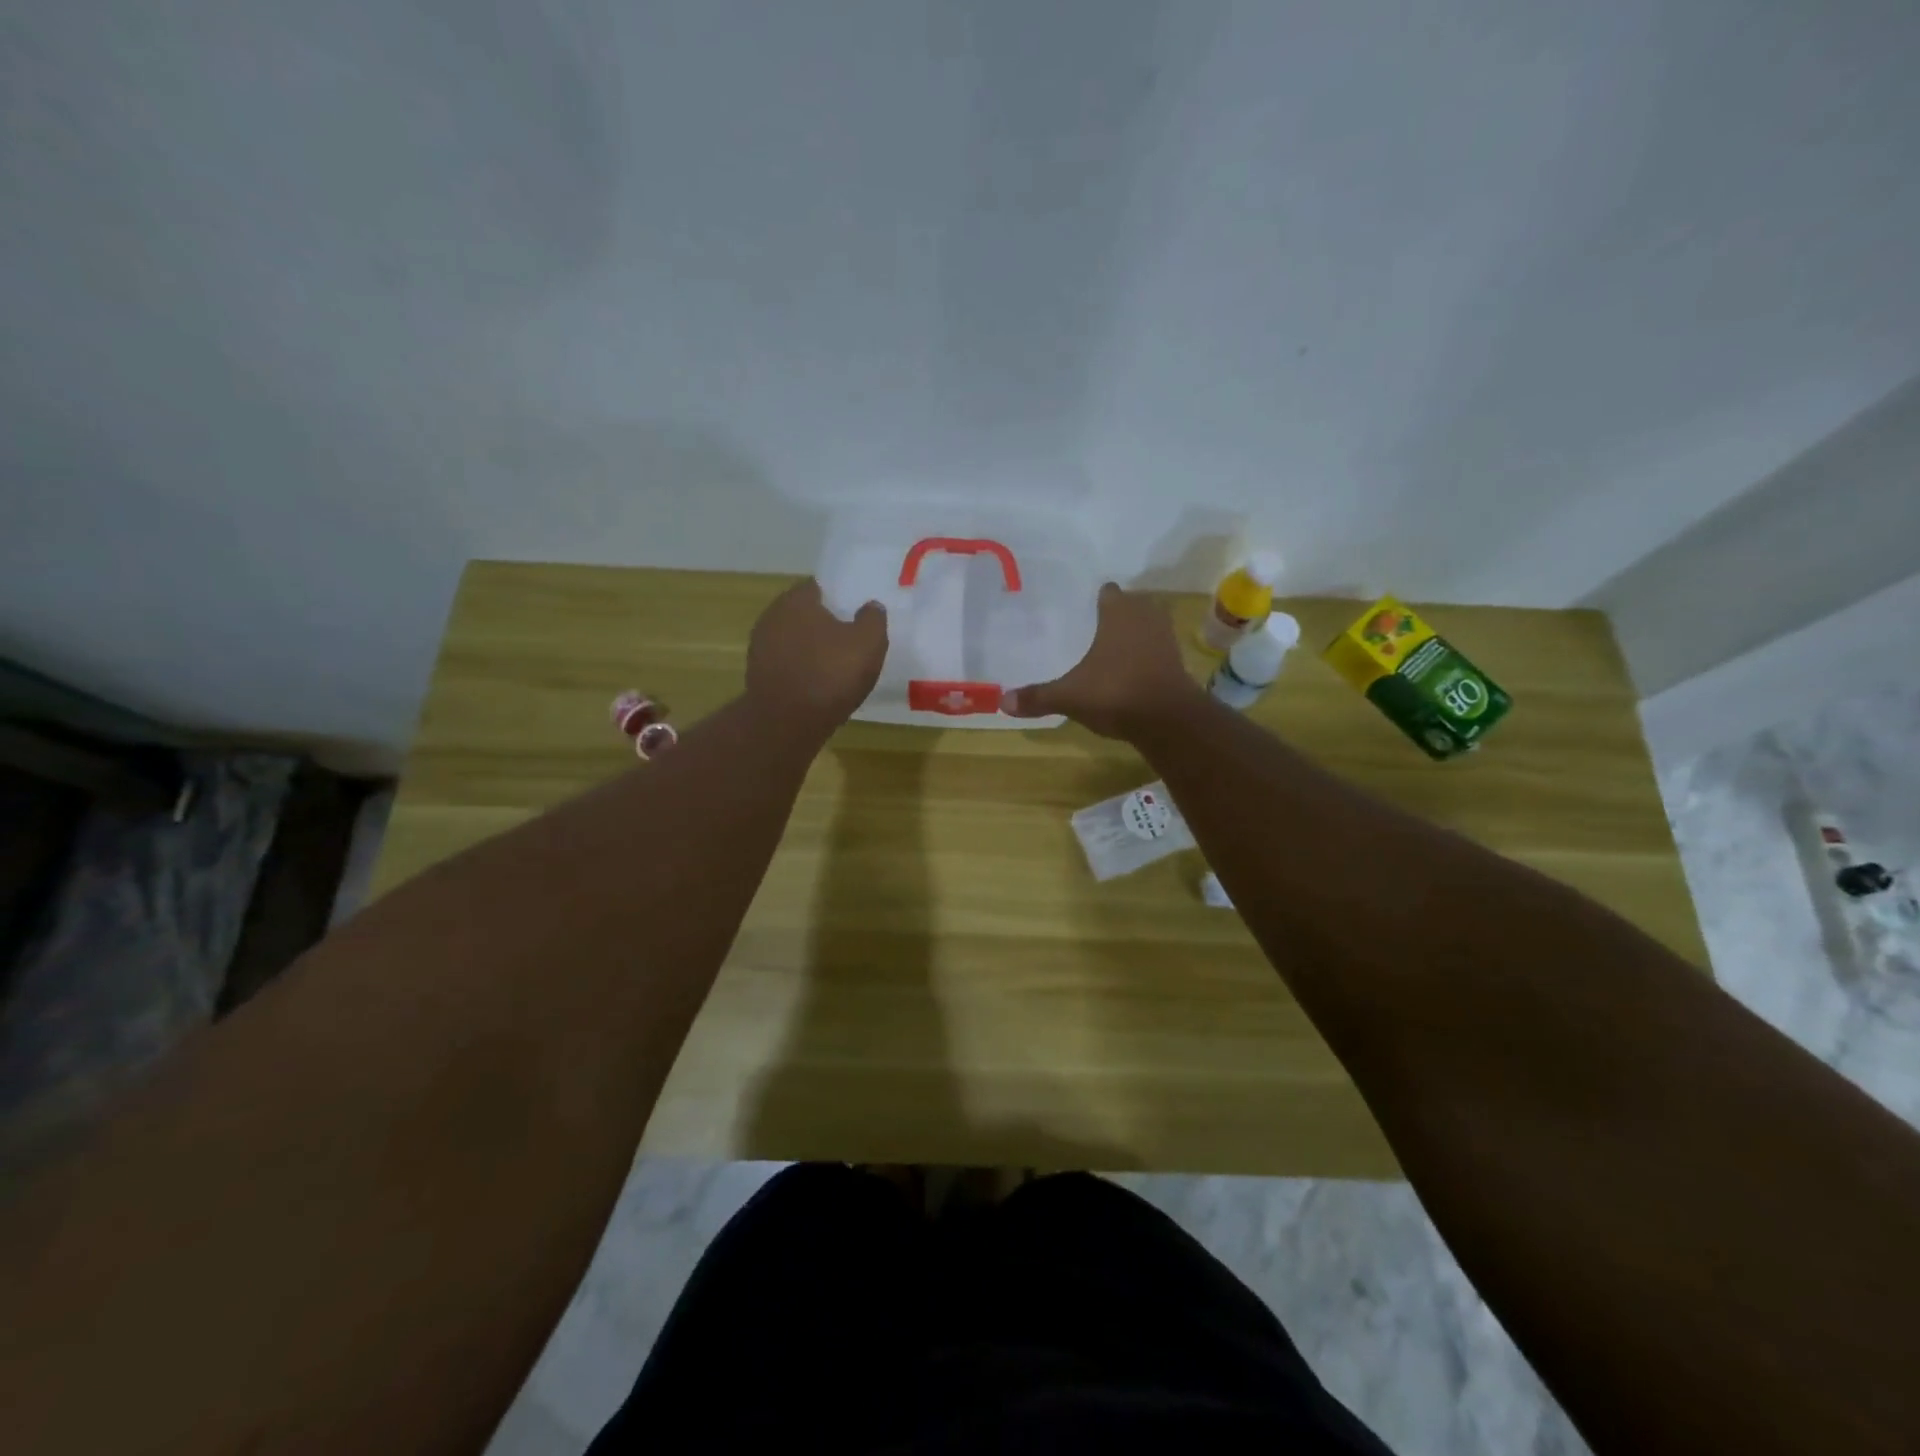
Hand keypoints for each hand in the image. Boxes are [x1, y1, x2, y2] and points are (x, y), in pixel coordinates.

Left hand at [746, 579, 887, 732]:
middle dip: (824, 624)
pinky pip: (787, 665)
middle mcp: (772, 616)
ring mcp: (760, 647)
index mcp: (797, 600)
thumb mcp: (868, 642)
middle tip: (850, 640)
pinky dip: (802, 670)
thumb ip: (873, 618)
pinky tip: (818, 686)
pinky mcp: (758, 675)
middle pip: (804, 614)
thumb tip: (870, 606)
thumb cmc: (831, 674)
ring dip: (812, 650)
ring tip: (836, 667)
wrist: (787, 722)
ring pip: (794, 640)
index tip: (856, 613)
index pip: (820, 588)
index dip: (840, 599)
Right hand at [1001, 583, 1201, 739]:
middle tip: (1095, 627)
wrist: (1168, 719)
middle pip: (1133, 605)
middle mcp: (1145, 617)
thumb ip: (1038, 697)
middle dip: (1118, 614)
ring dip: (1136, 634)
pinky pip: (1159, 650)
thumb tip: (1002, 702)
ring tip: (1113, 648)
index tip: (1084, 607)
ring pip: (1149, 626)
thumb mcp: (1070, 696)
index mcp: (1118, 613)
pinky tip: (1132, 671)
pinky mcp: (1178, 663)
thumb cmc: (1115, 692)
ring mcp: (1166, 639)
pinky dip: (1148, 656)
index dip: (1098, 598)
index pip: (1109, 592)